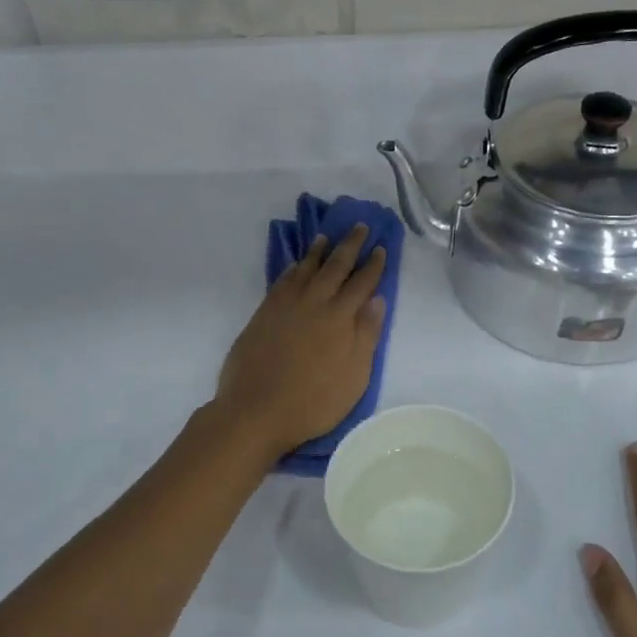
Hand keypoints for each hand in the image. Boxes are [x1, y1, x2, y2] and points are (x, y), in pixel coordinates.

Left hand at [214, 225, 387, 458]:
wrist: (256, 410)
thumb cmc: (313, 401)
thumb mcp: (354, 376)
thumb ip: (366, 335)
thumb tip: (377, 299)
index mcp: (340, 317)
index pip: (362, 283)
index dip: (373, 264)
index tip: (380, 247)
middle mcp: (314, 303)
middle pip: (335, 266)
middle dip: (349, 245)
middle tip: (359, 226)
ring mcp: (285, 306)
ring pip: (306, 269)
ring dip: (318, 251)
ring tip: (325, 237)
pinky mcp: (264, 313)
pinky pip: (282, 281)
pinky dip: (292, 268)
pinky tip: (296, 265)